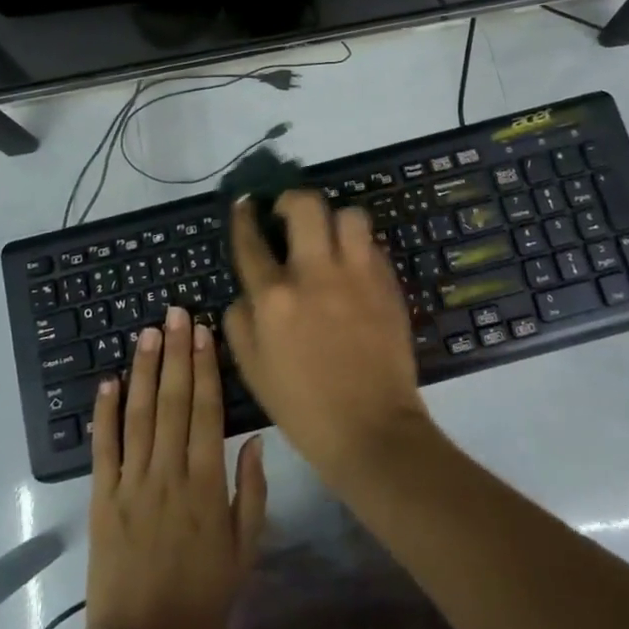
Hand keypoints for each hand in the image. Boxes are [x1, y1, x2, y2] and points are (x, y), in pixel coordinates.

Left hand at [86, 306, 267, 628]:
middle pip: (172, 402)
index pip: (206, 411)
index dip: (205, 368)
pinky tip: (107, 382)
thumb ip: (252, 492)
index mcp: (206, 484)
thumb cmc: (201, 599)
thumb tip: (254, 438)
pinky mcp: (102, 499)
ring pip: (138, 415)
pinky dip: (104, 413)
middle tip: (175, 313)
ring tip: (147, 333)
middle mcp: (168, 473)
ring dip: (143, 370)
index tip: (203, 332)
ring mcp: (131, 483)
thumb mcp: (244, 551)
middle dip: (175, 353)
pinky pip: (103, 449)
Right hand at [223, 192, 433, 486]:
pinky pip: (373, 246)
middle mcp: (315, 274)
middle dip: (292, 199)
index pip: (251, 241)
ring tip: (328, 236)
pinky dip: (359, 248)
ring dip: (335, 220)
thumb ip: (240, 320)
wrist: (371, 429)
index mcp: (274, 298)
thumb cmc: (303, 406)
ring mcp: (357, 275)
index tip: (245, 204)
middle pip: (306, 206)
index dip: (244, 216)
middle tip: (287, 213)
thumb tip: (247, 290)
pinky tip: (353, 266)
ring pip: (350, 215)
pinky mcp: (388, 283)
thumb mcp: (252, 369)